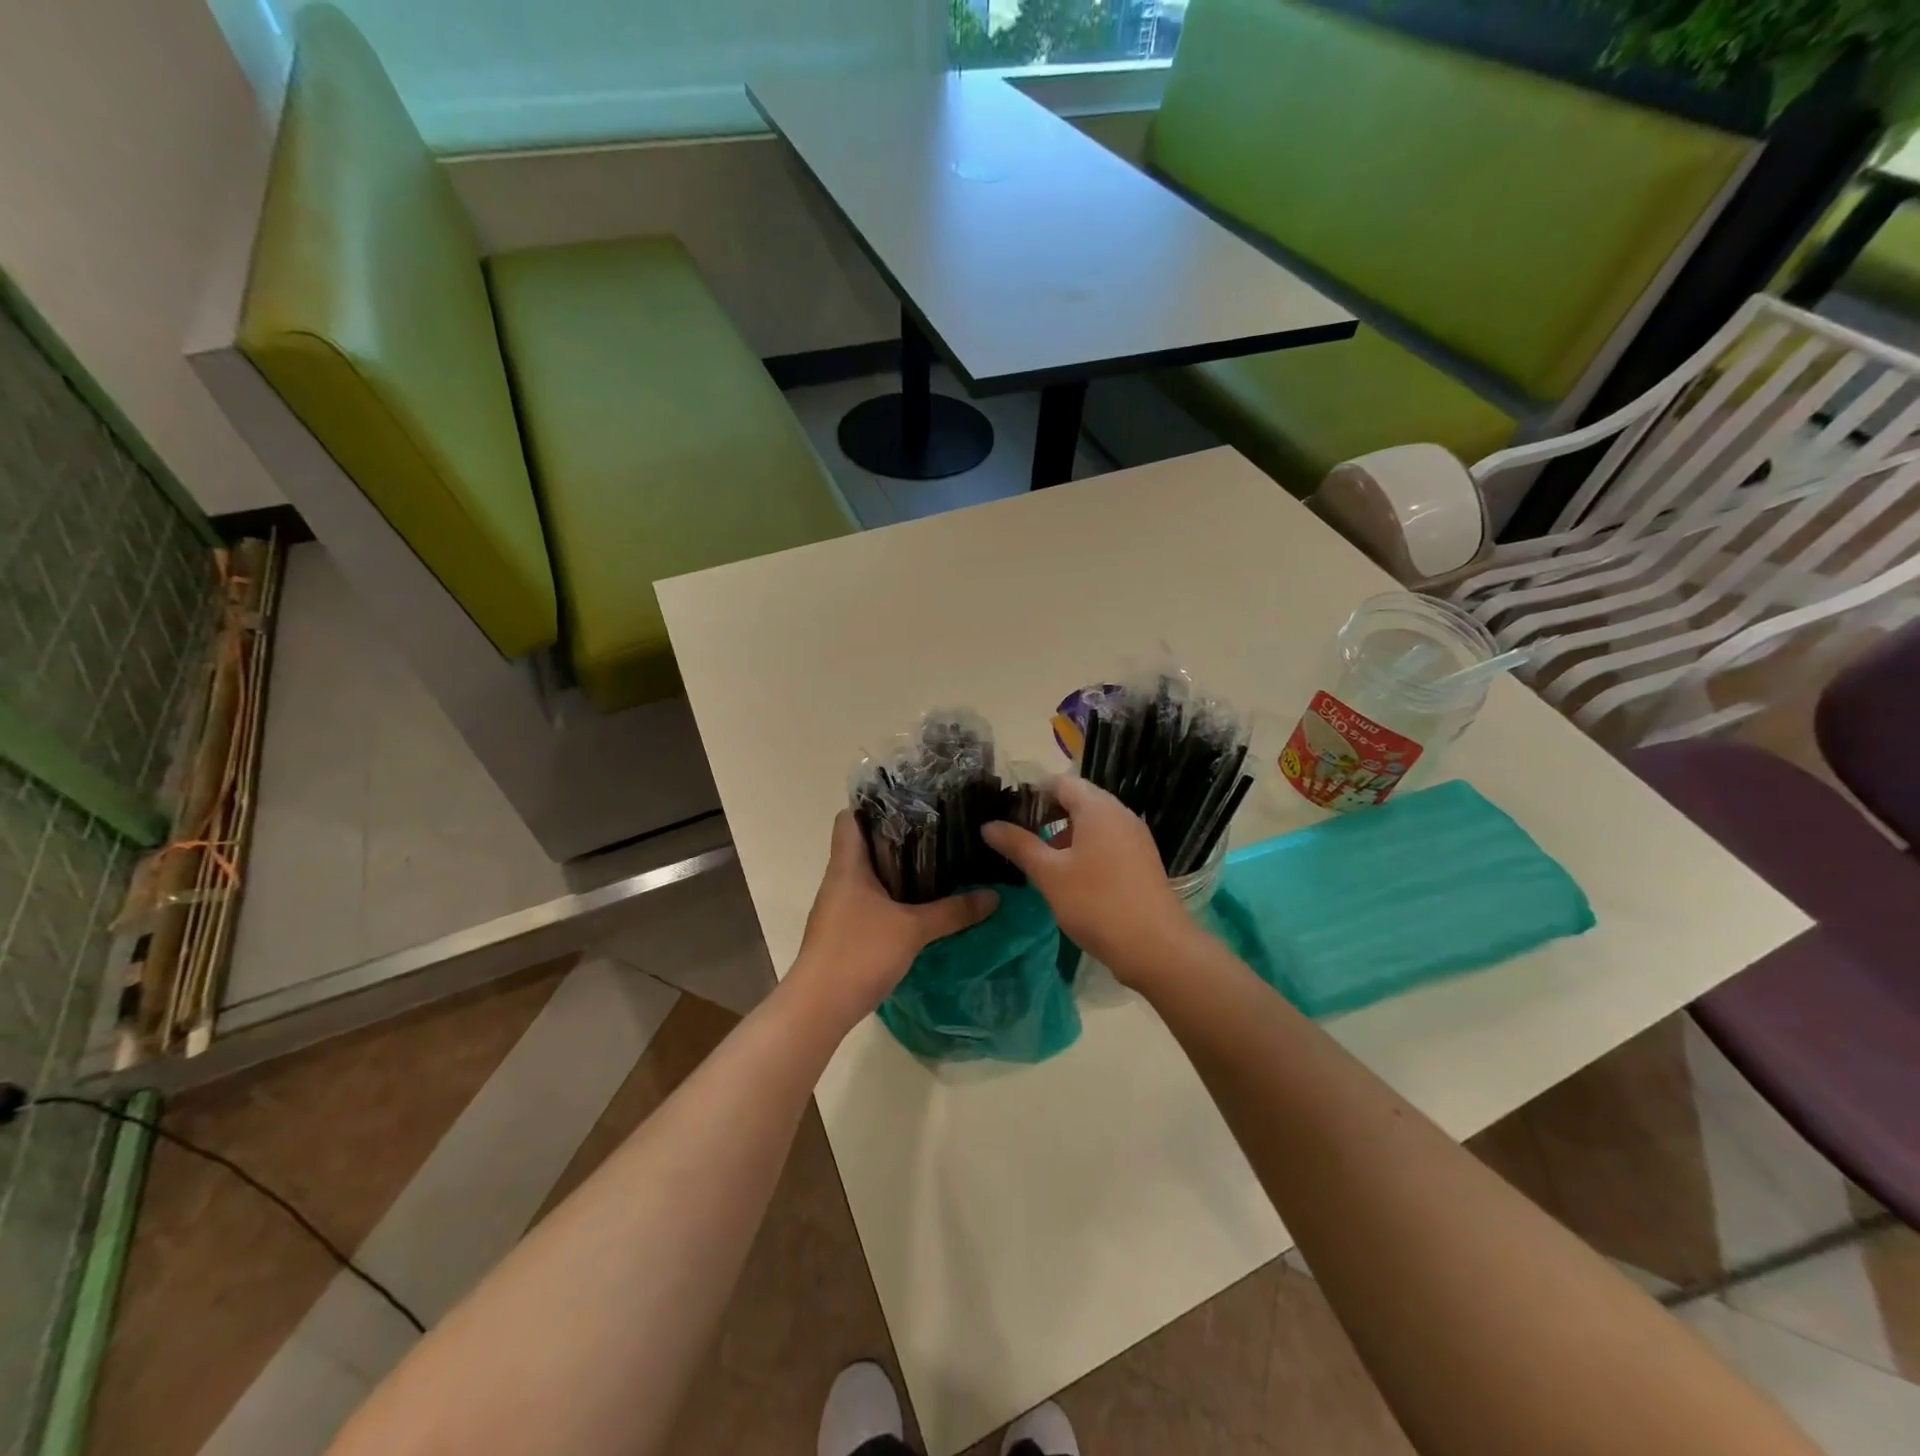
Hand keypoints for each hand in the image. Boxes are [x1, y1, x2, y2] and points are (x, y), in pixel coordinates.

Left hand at [787, 811, 997, 1032]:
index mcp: (847, 866)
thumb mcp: (913, 929)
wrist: (819, 1007)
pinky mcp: (843, 931)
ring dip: (895, 869)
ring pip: (867, 875)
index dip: (874, 806)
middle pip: (863, 845)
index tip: (911, 804)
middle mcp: (839, 880)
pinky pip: (868, 900)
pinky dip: (891, 896)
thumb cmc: (859, 953)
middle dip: (897, 837)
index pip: (849, 818)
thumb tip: (994, 895)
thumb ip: (953, 911)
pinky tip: (919, 905)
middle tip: (937, 832)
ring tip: (936, 864)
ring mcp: (838, 907)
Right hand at [982, 777, 1197, 986]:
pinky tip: (1069, 875)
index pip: (1059, 782)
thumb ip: (1019, 845)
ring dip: (1064, 833)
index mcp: (1097, 808)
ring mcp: (1134, 837)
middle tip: (1018, 836)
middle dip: (1046, 813)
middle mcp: (1120, 813)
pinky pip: (1107, 841)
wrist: (1156, 947)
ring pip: (1093, 822)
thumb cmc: (1096, 903)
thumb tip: (988, 825)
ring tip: (1039, 858)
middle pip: (1078, 799)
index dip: (1031, 793)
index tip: (1007, 813)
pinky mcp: (1141, 859)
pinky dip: (1085, 848)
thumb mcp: (1049, 874)